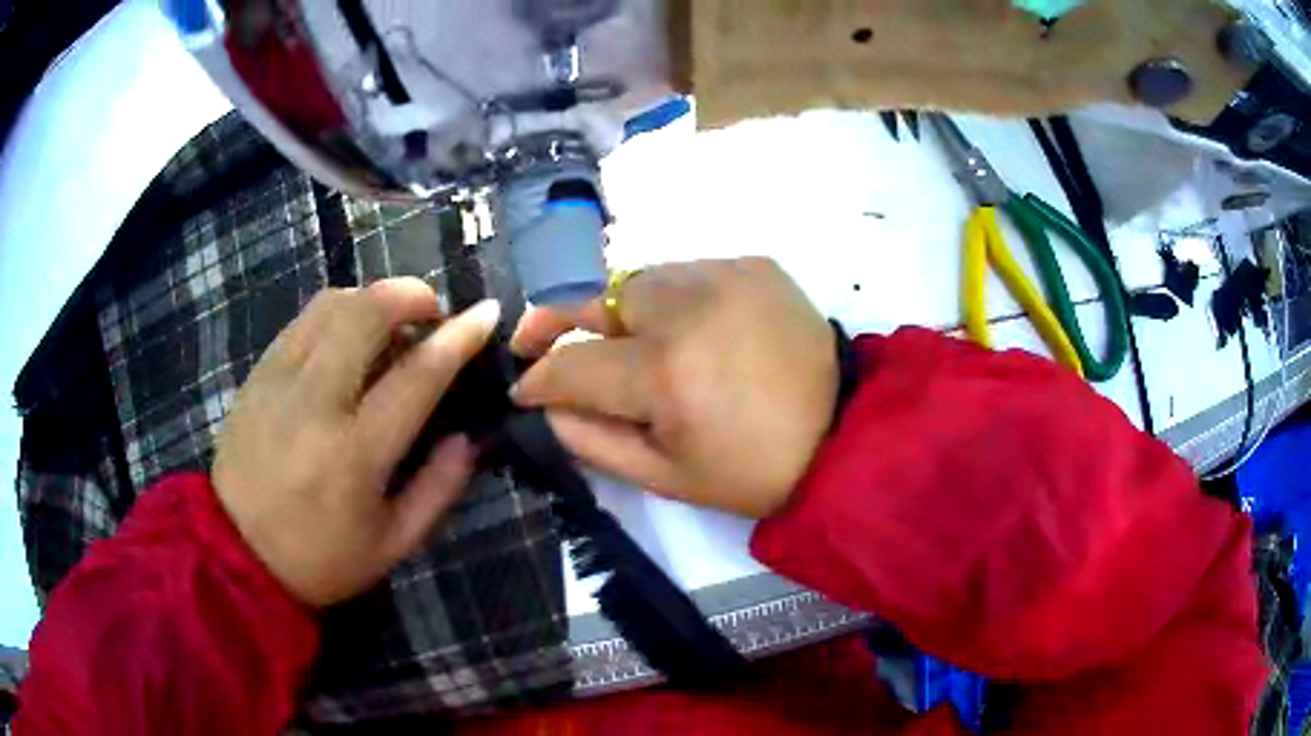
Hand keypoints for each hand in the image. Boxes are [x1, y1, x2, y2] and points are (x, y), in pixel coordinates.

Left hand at [212, 279, 499, 606]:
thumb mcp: (393, 544)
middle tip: (431, 312)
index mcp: (354, 454)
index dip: (458, 337)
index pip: (417, 375)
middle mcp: (315, 402)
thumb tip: (468, 436)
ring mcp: (279, 380)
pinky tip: (347, 338)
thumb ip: (439, 489)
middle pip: (367, 314)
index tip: (487, 312)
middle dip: (410, 295)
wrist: (236, 553)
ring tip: (390, 324)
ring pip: (332, 304)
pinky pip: (303, 319)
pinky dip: (337, 312)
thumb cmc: (320, 558)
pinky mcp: (258, 373)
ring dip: (373, 299)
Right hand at [510, 258, 836, 517]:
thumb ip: (593, 440)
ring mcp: (724, 275)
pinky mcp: (754, 264)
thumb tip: (547, 406)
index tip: (521, 387)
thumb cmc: (755, 470)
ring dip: (618, 310)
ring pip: (638, 279)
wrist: (847, 434)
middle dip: (559, 323)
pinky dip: (670, 297)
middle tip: (537, 340)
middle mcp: (687, 307)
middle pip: (596, 301)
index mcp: (664, 372)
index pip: (571, 364)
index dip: (537, 378)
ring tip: (619, 339)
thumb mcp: (667, 478)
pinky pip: (686, 272)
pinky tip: (682, 326)